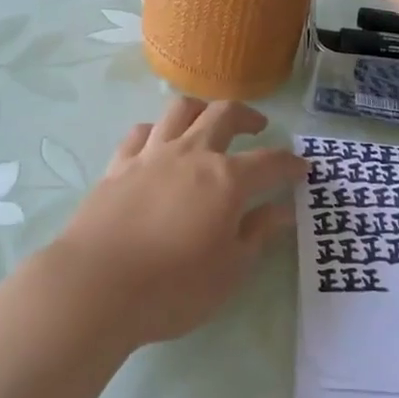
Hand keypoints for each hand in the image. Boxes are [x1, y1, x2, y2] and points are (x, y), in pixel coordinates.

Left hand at [44, 99, 304, 347]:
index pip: (269, 162)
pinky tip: (158, 143)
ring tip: (208, 121)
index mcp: (226, 179)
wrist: (96, 286)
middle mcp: (191, 154)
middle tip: (258, 127)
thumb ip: (258, 234)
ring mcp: (151, 155)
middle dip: (248, 116)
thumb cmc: (172, 288)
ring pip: (180, 110)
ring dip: (201, 109)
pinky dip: (157, 131)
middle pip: (224, 114)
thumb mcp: (229, 271)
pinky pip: (141, 132)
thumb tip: (282, 210)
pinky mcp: (118, 165)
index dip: (290, 163)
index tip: (302, 168)